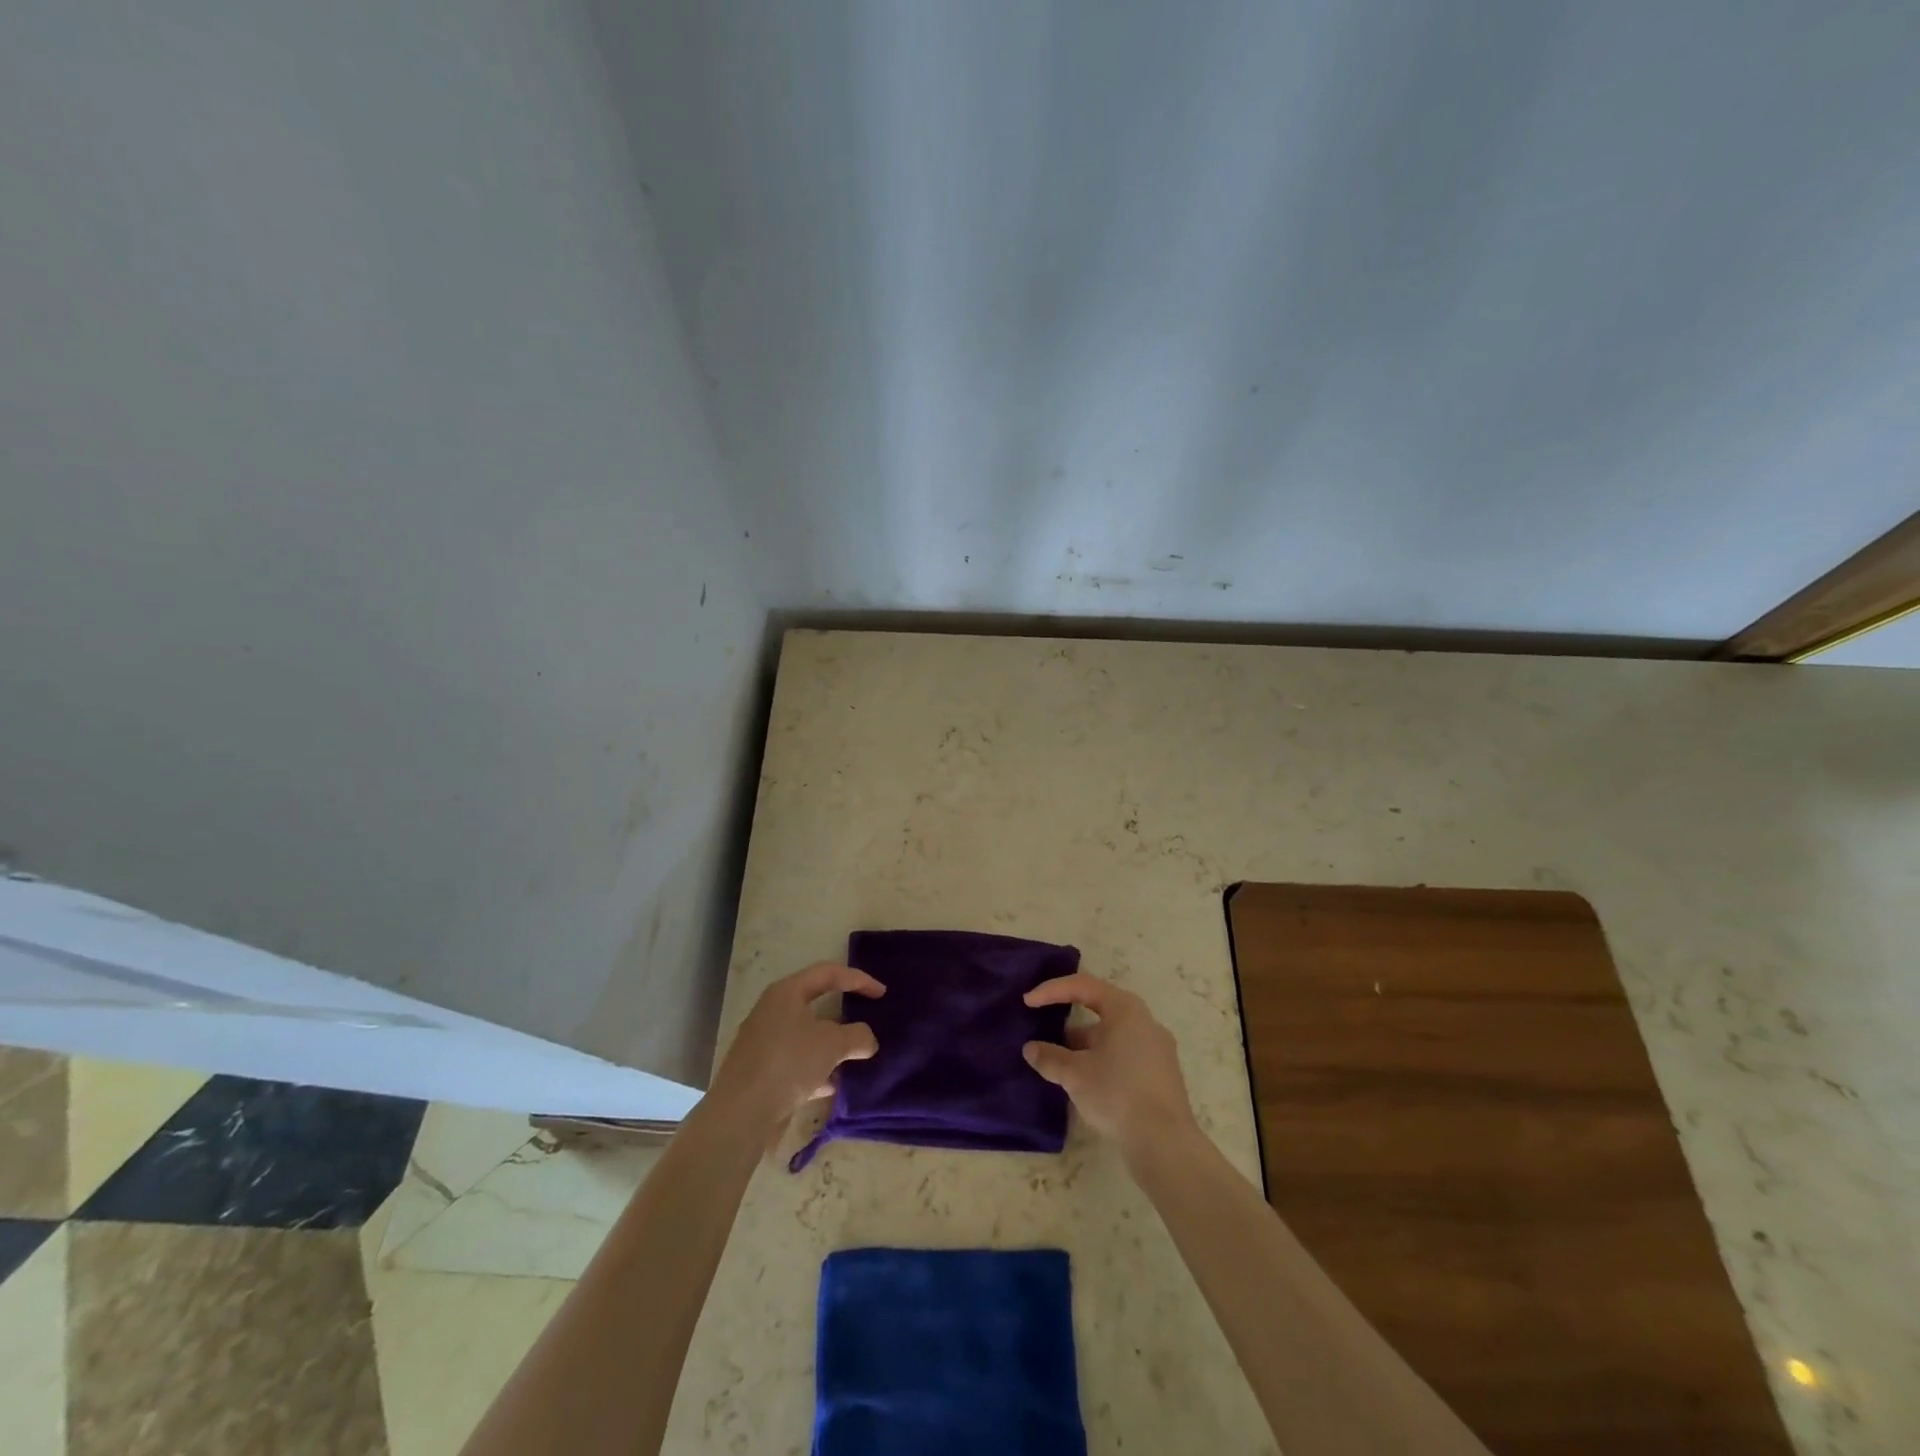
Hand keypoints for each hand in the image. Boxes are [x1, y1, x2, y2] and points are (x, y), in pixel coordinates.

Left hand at [712, 962, 884, 1131]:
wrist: (740, 1112)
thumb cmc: (789, 1063)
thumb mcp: (832, 1045)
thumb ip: (857, 1036)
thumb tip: (868, 1040)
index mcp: (787, 992)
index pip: (828, 973)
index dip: (858, 979)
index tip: (882, 993)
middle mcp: (772, 1010)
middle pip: (815, 1003)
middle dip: (844, 1014)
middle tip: (866, 1019)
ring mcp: (763, 1040)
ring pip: (806, 1035)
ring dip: (830, 1044)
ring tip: (854, 1057)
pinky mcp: (759, 1069)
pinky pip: (796, 1061)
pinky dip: (816, 1068)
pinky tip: (831, 1085)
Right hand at [1023, 972, 1196, 1157]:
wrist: (1165, 1144)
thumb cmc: (1117, 1094)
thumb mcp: (1075, 1074)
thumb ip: (1050, 1057)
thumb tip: (1031, 1049)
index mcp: (1125, 1009)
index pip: (1083, 986)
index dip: (1052, 990)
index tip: (1028, 1002)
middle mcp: (1145, 1021)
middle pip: (1100, 1009)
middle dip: (1068, 1020)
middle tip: (1045, 1031)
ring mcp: (1157, 1048)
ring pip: (1112, 1035)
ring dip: (1084, 1045)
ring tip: (1061, 1063)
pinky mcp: (1162, 1074)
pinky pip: (1125, 1054)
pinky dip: (1102, 1059)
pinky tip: (1087, 1082)